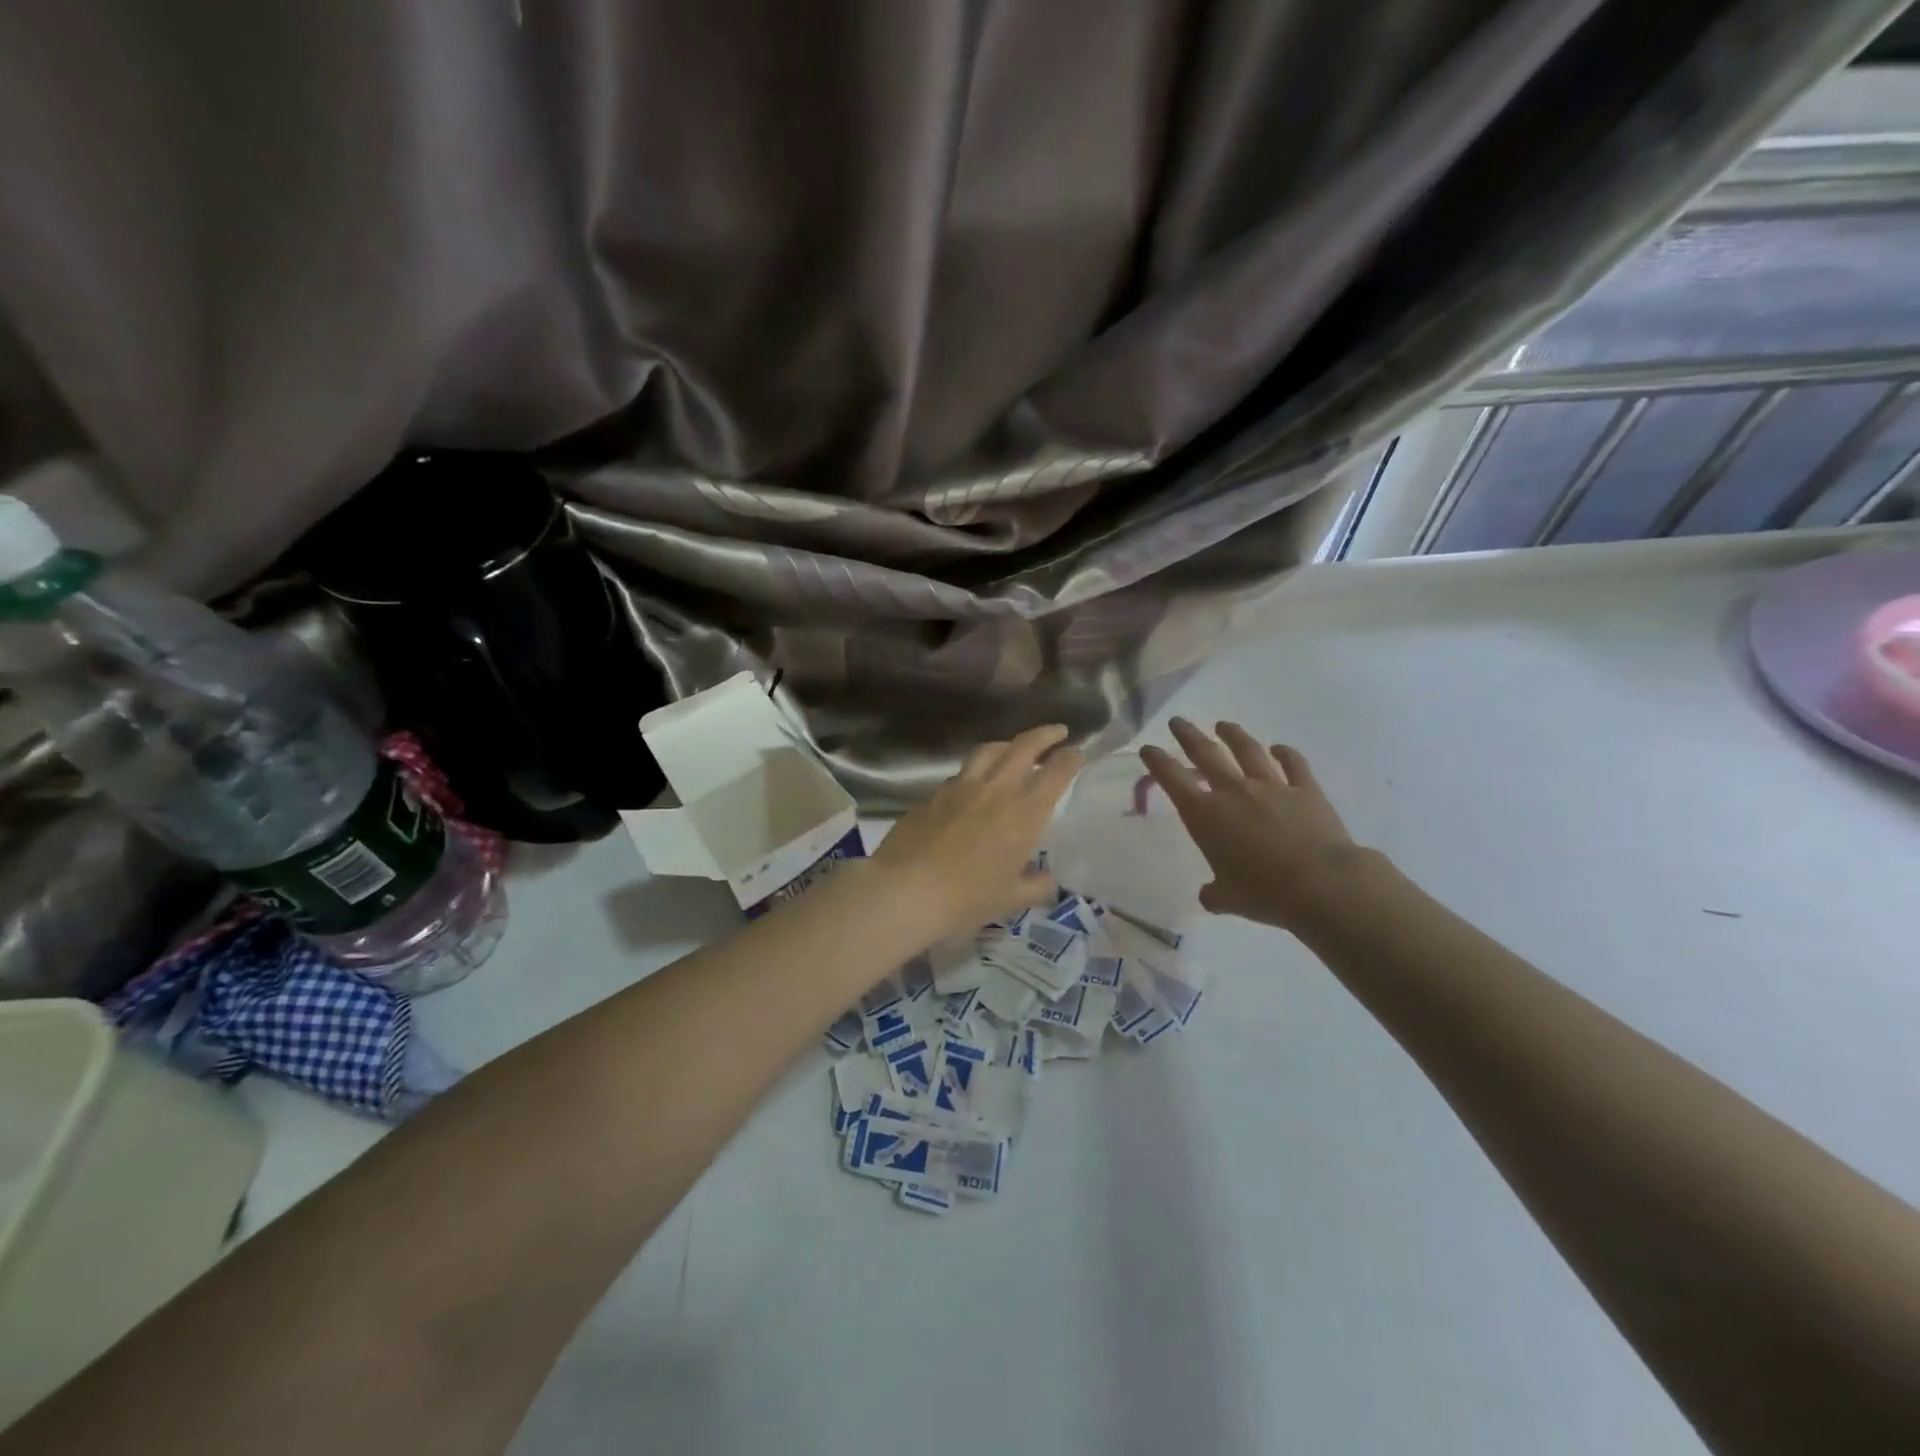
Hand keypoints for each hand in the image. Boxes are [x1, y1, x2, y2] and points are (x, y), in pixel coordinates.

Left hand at [870, 725, 1083, 942]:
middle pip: (1024, 747)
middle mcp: (996, 790)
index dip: (1070, 759)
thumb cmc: (967, 899)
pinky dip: (976, 769)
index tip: (1077, 752)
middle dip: (1045, 734)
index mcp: (1024, 814)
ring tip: (1014, 748)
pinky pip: (961, 773)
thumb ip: (1035, 886)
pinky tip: (974, 783)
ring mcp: (960, 787)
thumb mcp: (1010, 900)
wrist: (905, 890)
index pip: (1055, 773)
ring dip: (1008, 744)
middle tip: (1057, 731)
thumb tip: (1049, 879)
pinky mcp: (932, 794)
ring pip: (989, 750)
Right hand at [1140, 718, 1363, 931]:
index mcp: (1205, 815)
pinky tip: (1280, 748)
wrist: (1322, 884)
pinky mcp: (1306, 790)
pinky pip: (1293, 764)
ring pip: (1248, 751)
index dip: (1157, 761)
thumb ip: (1214, 892)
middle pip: (1206, 754)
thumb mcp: (1228, 899)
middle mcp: (1234, 792)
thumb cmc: (1264, 893)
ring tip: (1224, 725)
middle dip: (1189, 736)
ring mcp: (1272, 786)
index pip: (1172, 779)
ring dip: (1233, 735)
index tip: (1149, 748)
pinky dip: (1285, 753)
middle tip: (1178, 722)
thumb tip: (1210, 895)